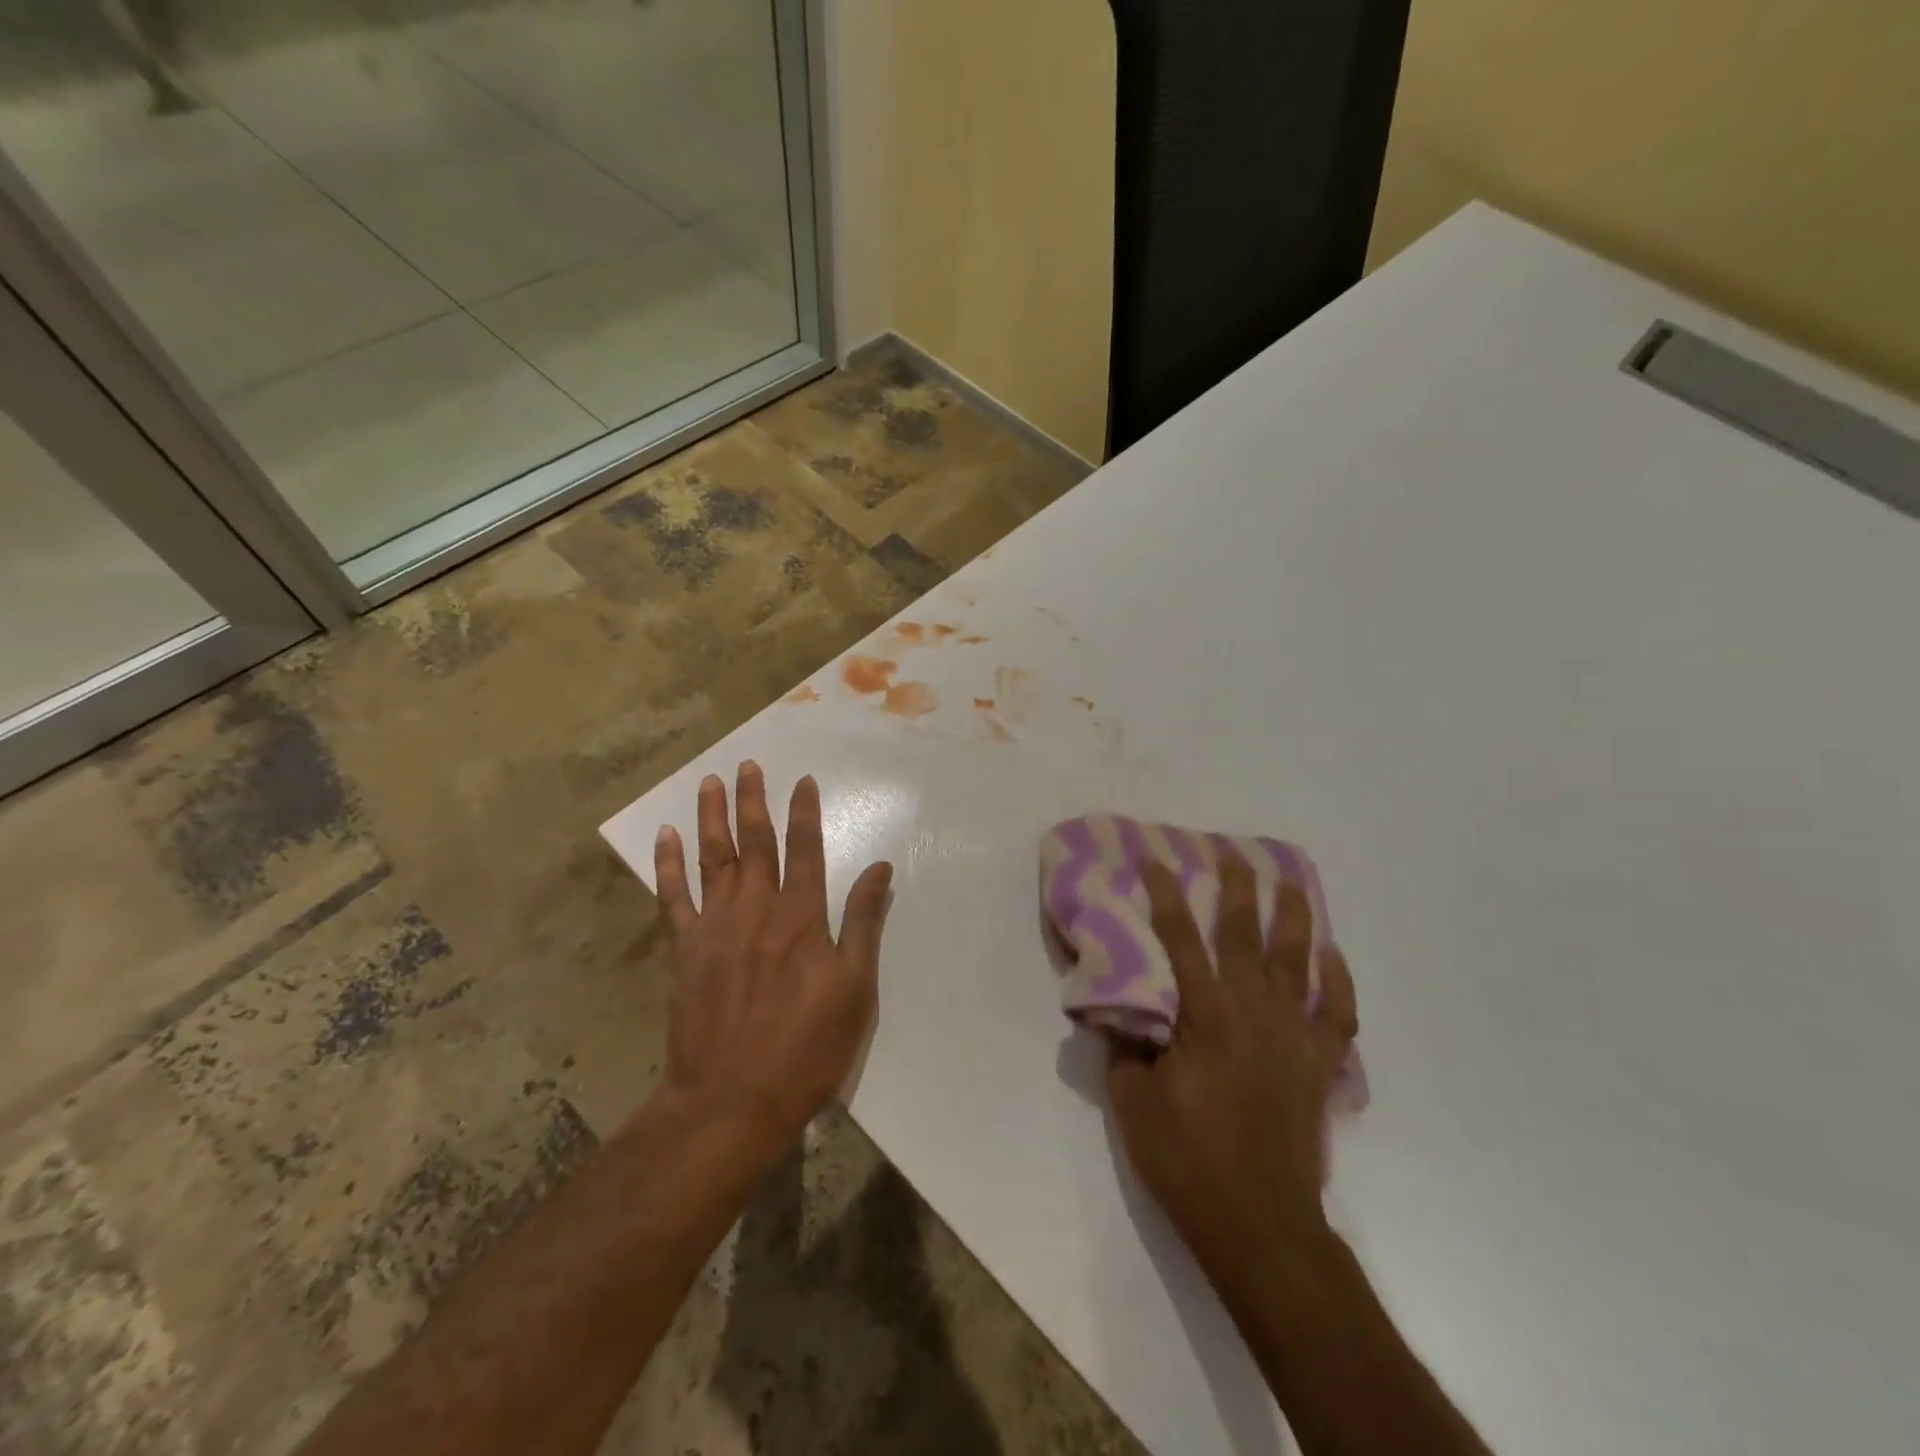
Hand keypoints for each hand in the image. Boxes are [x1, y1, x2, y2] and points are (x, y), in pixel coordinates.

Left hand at [652, 761, 893, 1147]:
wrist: (733, 1100)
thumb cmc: (807, 1048)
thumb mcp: (855, 989)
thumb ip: (864, 923)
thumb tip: (881, 868)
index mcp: (801, 917)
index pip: (805, 850)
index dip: (805, 813)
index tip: (802, 781)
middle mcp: (757, 910)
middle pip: (754, 843)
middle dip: (754, 800)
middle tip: (748, 765)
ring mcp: (715, 928)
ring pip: (713, 859)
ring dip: (711, 817)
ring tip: (709, 782)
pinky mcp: (684, 951)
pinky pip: (673, 897)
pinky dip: (668, 865)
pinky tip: (664, 837)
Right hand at [1107, 856, 1358, 1278]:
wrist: (1260, 1223)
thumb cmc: (1188, 1160)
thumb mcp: (1132, 1102)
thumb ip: (1125, 1048)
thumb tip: (1122, 1016)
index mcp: (1206, 1015)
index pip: (1180, 940)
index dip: (1166, 896)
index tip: (1156, 860)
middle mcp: (1254, 1012)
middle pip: (1246, 936)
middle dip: (1237, 889)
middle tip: (1233, 852)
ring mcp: (1295, 1036)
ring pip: (1299, 962)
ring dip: (1294, 918)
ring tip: (1291, 882)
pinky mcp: (1320, 1065)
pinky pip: (1338, 1013)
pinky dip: (1340, 981)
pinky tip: (1333, 956)